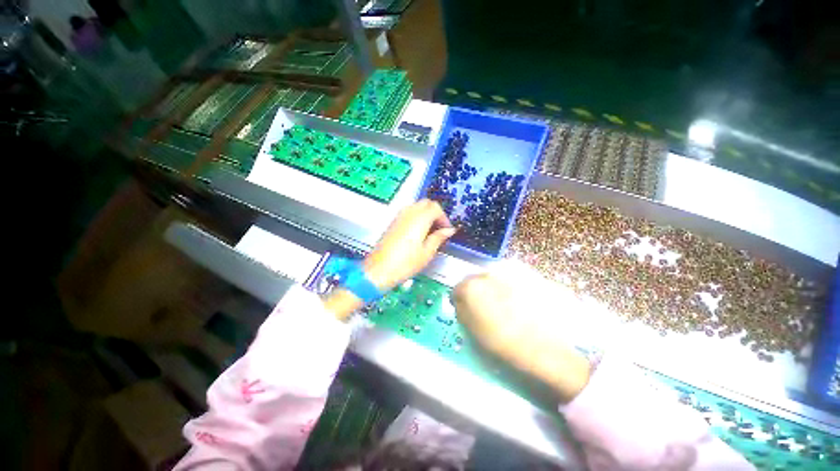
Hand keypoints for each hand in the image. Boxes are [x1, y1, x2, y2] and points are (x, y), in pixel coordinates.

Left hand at [324, 200, 454, 319]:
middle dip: (436, 213)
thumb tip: (449, 230)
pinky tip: (418, 233)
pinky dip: (416, 217)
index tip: (447, 231)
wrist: (380, 270)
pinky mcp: (392, 222)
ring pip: (416, 206)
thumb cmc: (406, 263)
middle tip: (439, 229)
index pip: (436, 207)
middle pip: (426, 203)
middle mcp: (409, 213)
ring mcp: (399, 216)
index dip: (444, 218)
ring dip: (426, 214)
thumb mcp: (427, 252)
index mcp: (420, 218)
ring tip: (429, 232)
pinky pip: (408, 212)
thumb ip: (439, 237)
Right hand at [453, 273, 591, 402]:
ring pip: (493, 278)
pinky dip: (510, 287)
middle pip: (474, 280)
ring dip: (493, 288)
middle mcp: (487, 273)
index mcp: (471, 286)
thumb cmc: (503, 341)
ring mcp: (508, 271)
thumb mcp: (472, 330)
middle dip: (477, 292)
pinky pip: (510, 278)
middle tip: (486, 309)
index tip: (466, 311)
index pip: (457, 289)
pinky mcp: (526, 273)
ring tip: (505, 306)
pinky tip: (519, 302)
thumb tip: (460, 301)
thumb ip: (461, 310)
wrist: (546, 345)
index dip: (460, 301)